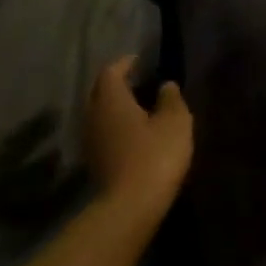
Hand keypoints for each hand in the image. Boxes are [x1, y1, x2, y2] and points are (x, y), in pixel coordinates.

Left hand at [83, 56, 192, 224]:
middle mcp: (94, 115)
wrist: (132, 205)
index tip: (139, 60)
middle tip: (139, 81)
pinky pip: (104, 132)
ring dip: (116, 106)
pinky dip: (116, 125)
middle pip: (100, 92)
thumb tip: (165, 85)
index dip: (125, 63)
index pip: (111, 72)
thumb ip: (171, 99)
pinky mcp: (94, 161)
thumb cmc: (155, 155)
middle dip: (117, 83)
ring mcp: (90, 140)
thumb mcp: (175, 122)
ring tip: (139, 106)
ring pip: (100, 113)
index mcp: (111, 100)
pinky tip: (134, 132)